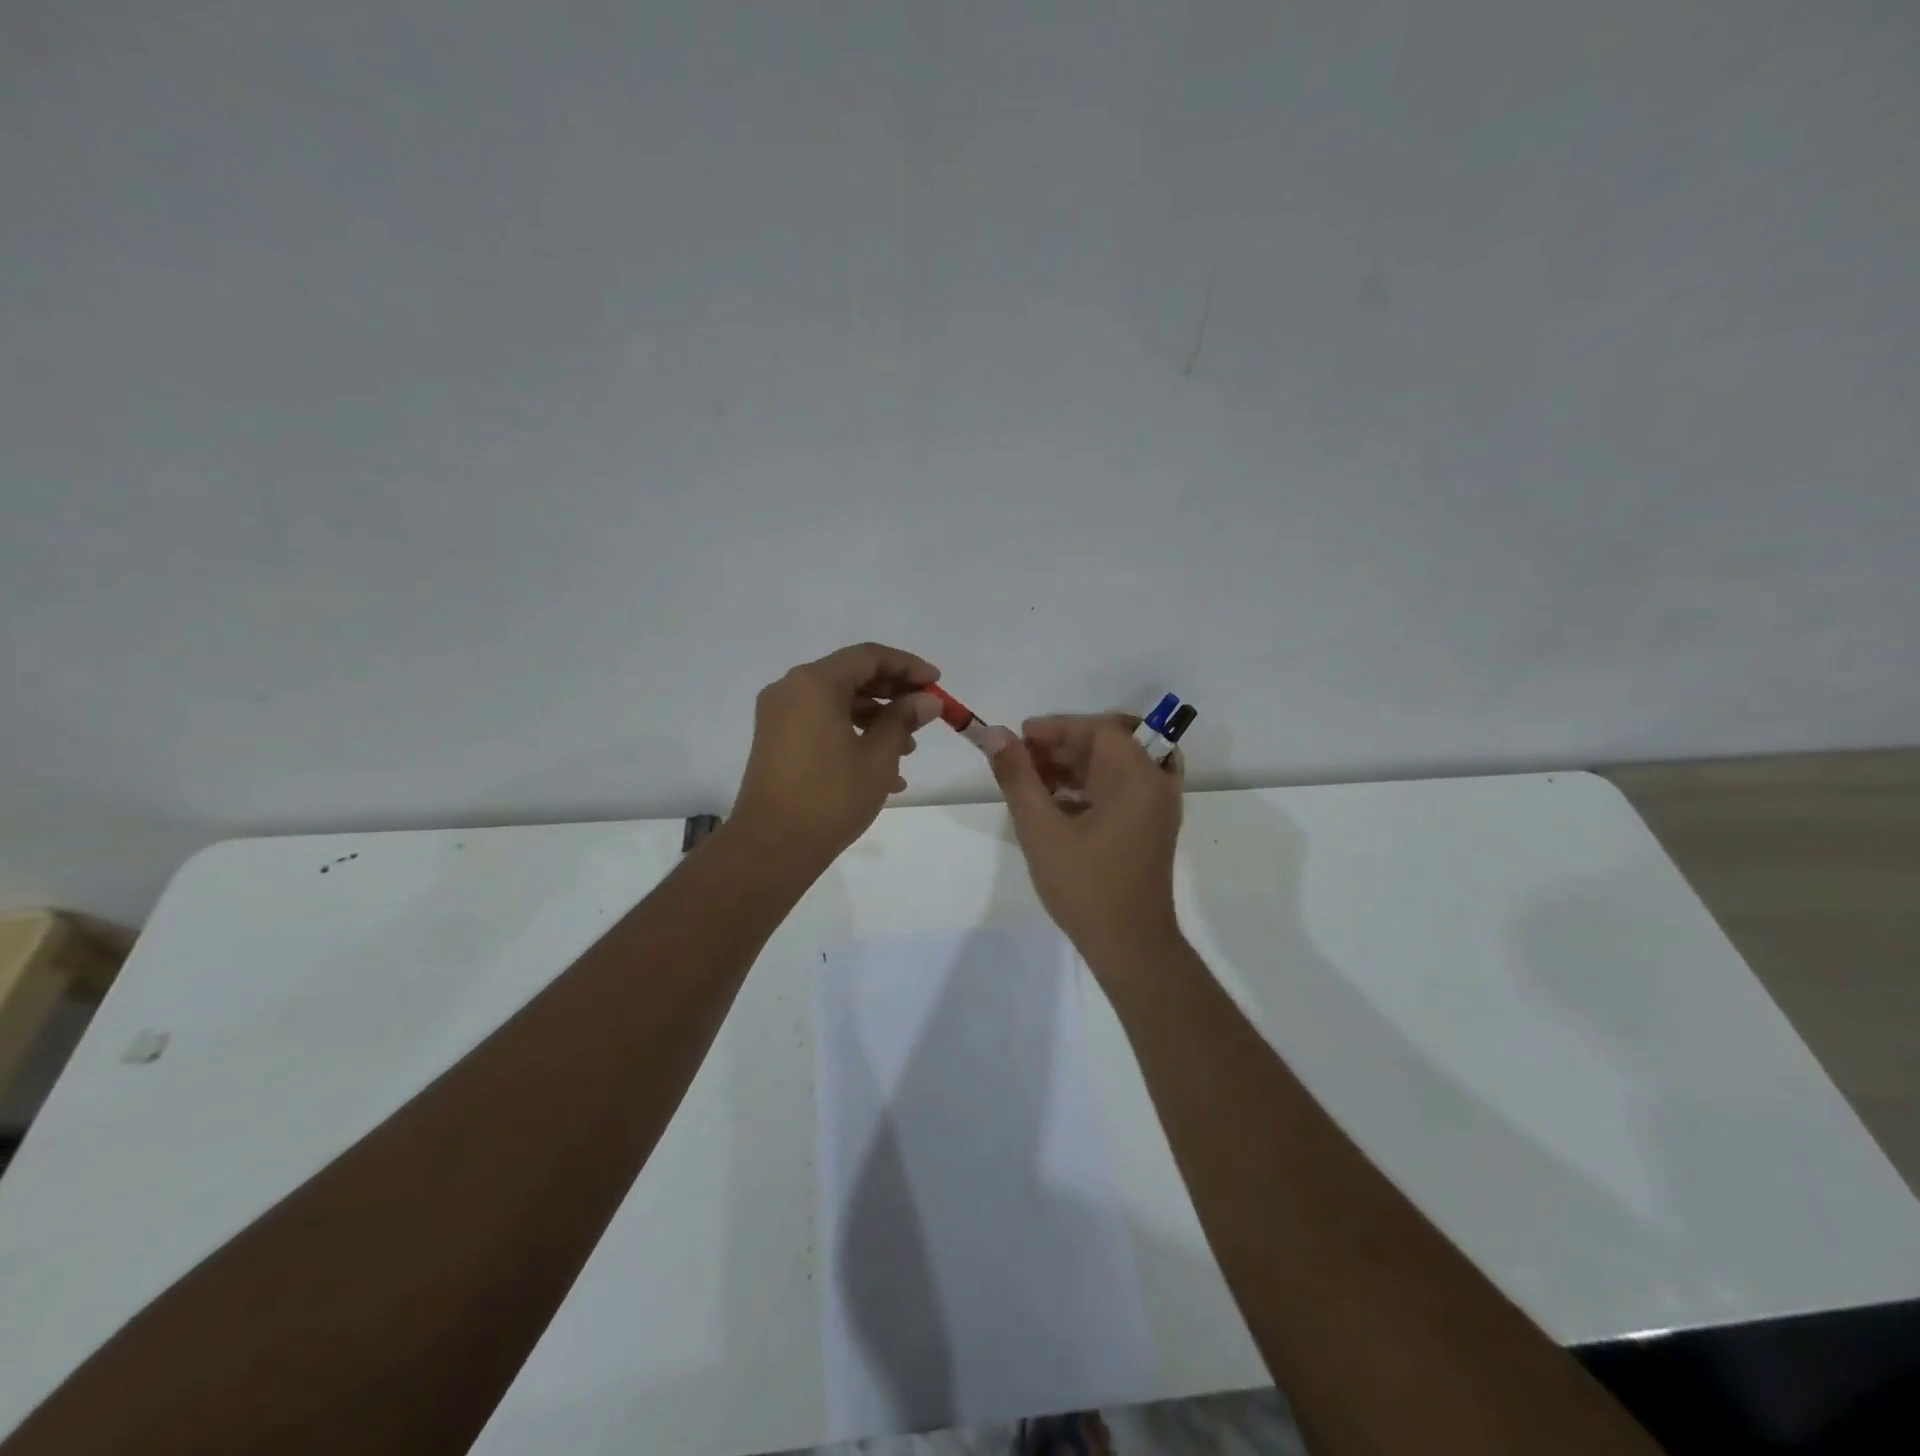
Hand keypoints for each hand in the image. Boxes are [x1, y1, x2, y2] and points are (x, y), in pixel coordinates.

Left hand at [730, 642, 940, 867]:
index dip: (908, 666)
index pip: (869, 657)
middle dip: (893, 692)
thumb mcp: (877, 757)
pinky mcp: (776, 741)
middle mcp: (791, 689)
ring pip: (837, 702)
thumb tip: (926, 700)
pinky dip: (852, 735)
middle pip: (851, 676)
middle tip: (926, 713)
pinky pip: (821, 724)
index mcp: (814, 683)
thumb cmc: (830, 797)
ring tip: (909, 749)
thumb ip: (903, 719)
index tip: (936, 683)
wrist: (771, 847)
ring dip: (876, 718)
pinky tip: (883, 771)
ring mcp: (779, 716)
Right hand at [990, 713, 1183, 966]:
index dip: (1056, 727)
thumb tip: (994, 735)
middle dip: (1062, 746)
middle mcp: (1155, 783)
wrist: (1130, 947)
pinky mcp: (1149, 826)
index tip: (1020, 738)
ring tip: (1031, 782)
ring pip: (1113, 766)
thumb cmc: (1085, 886)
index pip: (1098, 728)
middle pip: (1108, 743)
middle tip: (1021, 761)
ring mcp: (1156, 806)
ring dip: (1073, 766)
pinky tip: (1054, 804)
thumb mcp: (1041, 829)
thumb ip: (1017, 777)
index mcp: (1138, 777)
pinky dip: (1088, 787)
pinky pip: (1119, 788)